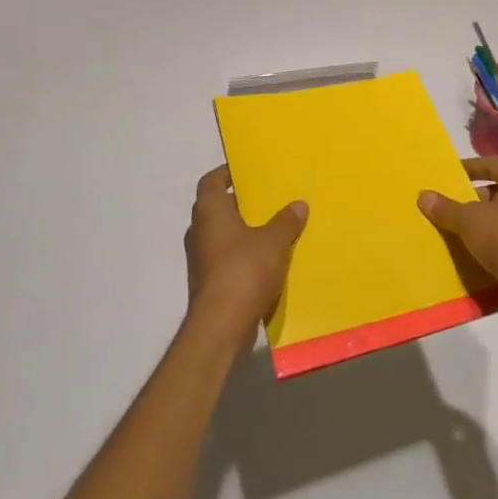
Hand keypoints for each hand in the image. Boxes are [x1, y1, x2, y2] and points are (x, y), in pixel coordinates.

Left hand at [184, 165, 307, 346]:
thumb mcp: (274, 241)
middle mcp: (199, 231)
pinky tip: (265, 262)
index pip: (211, 181)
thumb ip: (286, 220)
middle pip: (216, 208)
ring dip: (241, 232)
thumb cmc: (244, 270)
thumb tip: (298, 205)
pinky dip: (241, 256)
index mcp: (210, 211)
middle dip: (239, 204)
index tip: (246, 172)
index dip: (226, 174)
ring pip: (221, 236)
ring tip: (270, 229)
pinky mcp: (206, 283)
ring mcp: (200, 259)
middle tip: (266, 200)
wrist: (221, 325)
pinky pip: (225, 260)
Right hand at [419, 157, 497, 328]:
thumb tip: (423, 195)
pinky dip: (493, 243)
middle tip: (448, 205)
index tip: (448, 176)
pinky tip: (471, 252)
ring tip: (455, 229)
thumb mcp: (469, 219)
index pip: (491, 164)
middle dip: (473, 199)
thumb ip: (446, 208)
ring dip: (482, 223)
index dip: (469, 168)